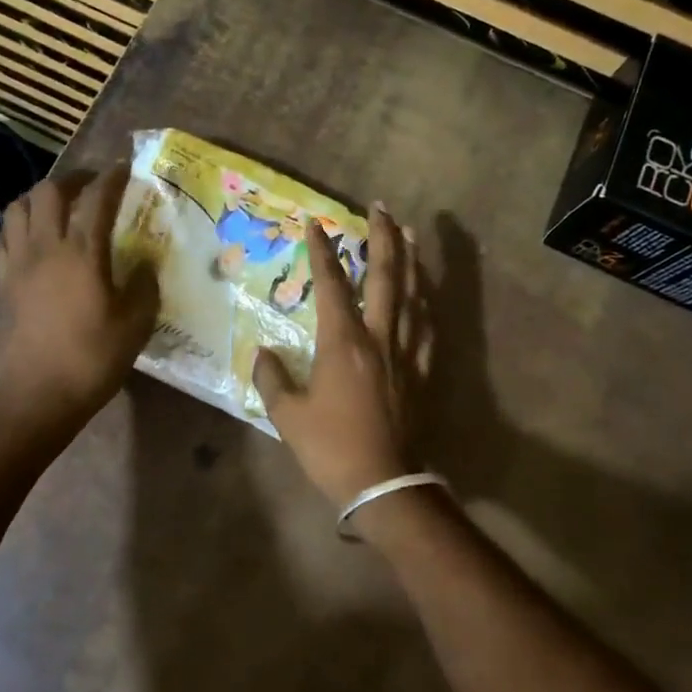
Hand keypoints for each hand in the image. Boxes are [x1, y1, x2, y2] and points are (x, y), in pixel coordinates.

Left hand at [0, 165, 157, 422]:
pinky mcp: (2, 283)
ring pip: (16, 208)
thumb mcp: (136, 324)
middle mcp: (46, 248)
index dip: (112, 177)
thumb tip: (145, 266)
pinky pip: (1, 240)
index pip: (97, 199)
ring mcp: (18, 264)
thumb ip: (145, 286)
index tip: (124, 167)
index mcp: (83, 254)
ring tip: (58, 207)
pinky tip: (29, 240)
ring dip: (38, 198)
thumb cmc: (94, 358)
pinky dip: (15, 229)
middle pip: (48, 191)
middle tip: (91, 185)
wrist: (40, 394)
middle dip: (72, 179)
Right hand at [254, 204, 429, 511]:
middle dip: (382, 238)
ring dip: (410, 260)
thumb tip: (263, 353)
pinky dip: (425, 302)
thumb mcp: (288, 416)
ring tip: (409, 233)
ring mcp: (406, 353)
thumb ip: (272, 379)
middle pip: (385, 276)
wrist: (383, 482)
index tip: (315, 223)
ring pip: (413, 295)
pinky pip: (428, 327)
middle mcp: (379, 337)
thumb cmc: (331, 448)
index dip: (322, 251)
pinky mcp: (422, 372)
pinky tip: (424, 292)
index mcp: (343, 343)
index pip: (332, 284)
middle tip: (380, 208)